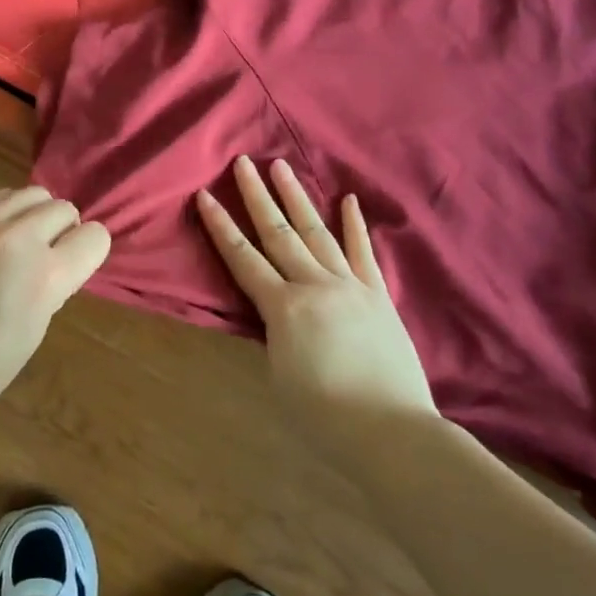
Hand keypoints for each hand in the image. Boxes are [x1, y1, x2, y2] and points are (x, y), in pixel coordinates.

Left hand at [0, 186, 109, 416]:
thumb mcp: (33, 331)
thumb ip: (52, 286)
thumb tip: (57, 259)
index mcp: (44, 277)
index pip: (94, 238)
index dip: (90, 251)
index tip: (76, 264)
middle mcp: (18, 239)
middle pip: (64, 209)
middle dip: (63, 231)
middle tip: (46, 256)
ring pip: (33, 193)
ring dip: (36, 214)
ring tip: (20, 240)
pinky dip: (6, 210)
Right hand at [197, 157, 435, 436]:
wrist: (391, 432)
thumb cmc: (324, 416)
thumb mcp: (278, 376)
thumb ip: (272, 334)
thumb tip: (272, 313)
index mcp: (283, 308)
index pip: (242, 258)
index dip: (220, 227)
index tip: (204, 195)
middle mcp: (314, 286)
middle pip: (278, 233)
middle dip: (257, 196)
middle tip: (243, 162)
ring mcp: (350, 286)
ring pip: (317, 232)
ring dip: (297, 198)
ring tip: (281, 167)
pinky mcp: (378, 296)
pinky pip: (363, 253)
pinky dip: (354, 225)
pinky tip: (348, 199)